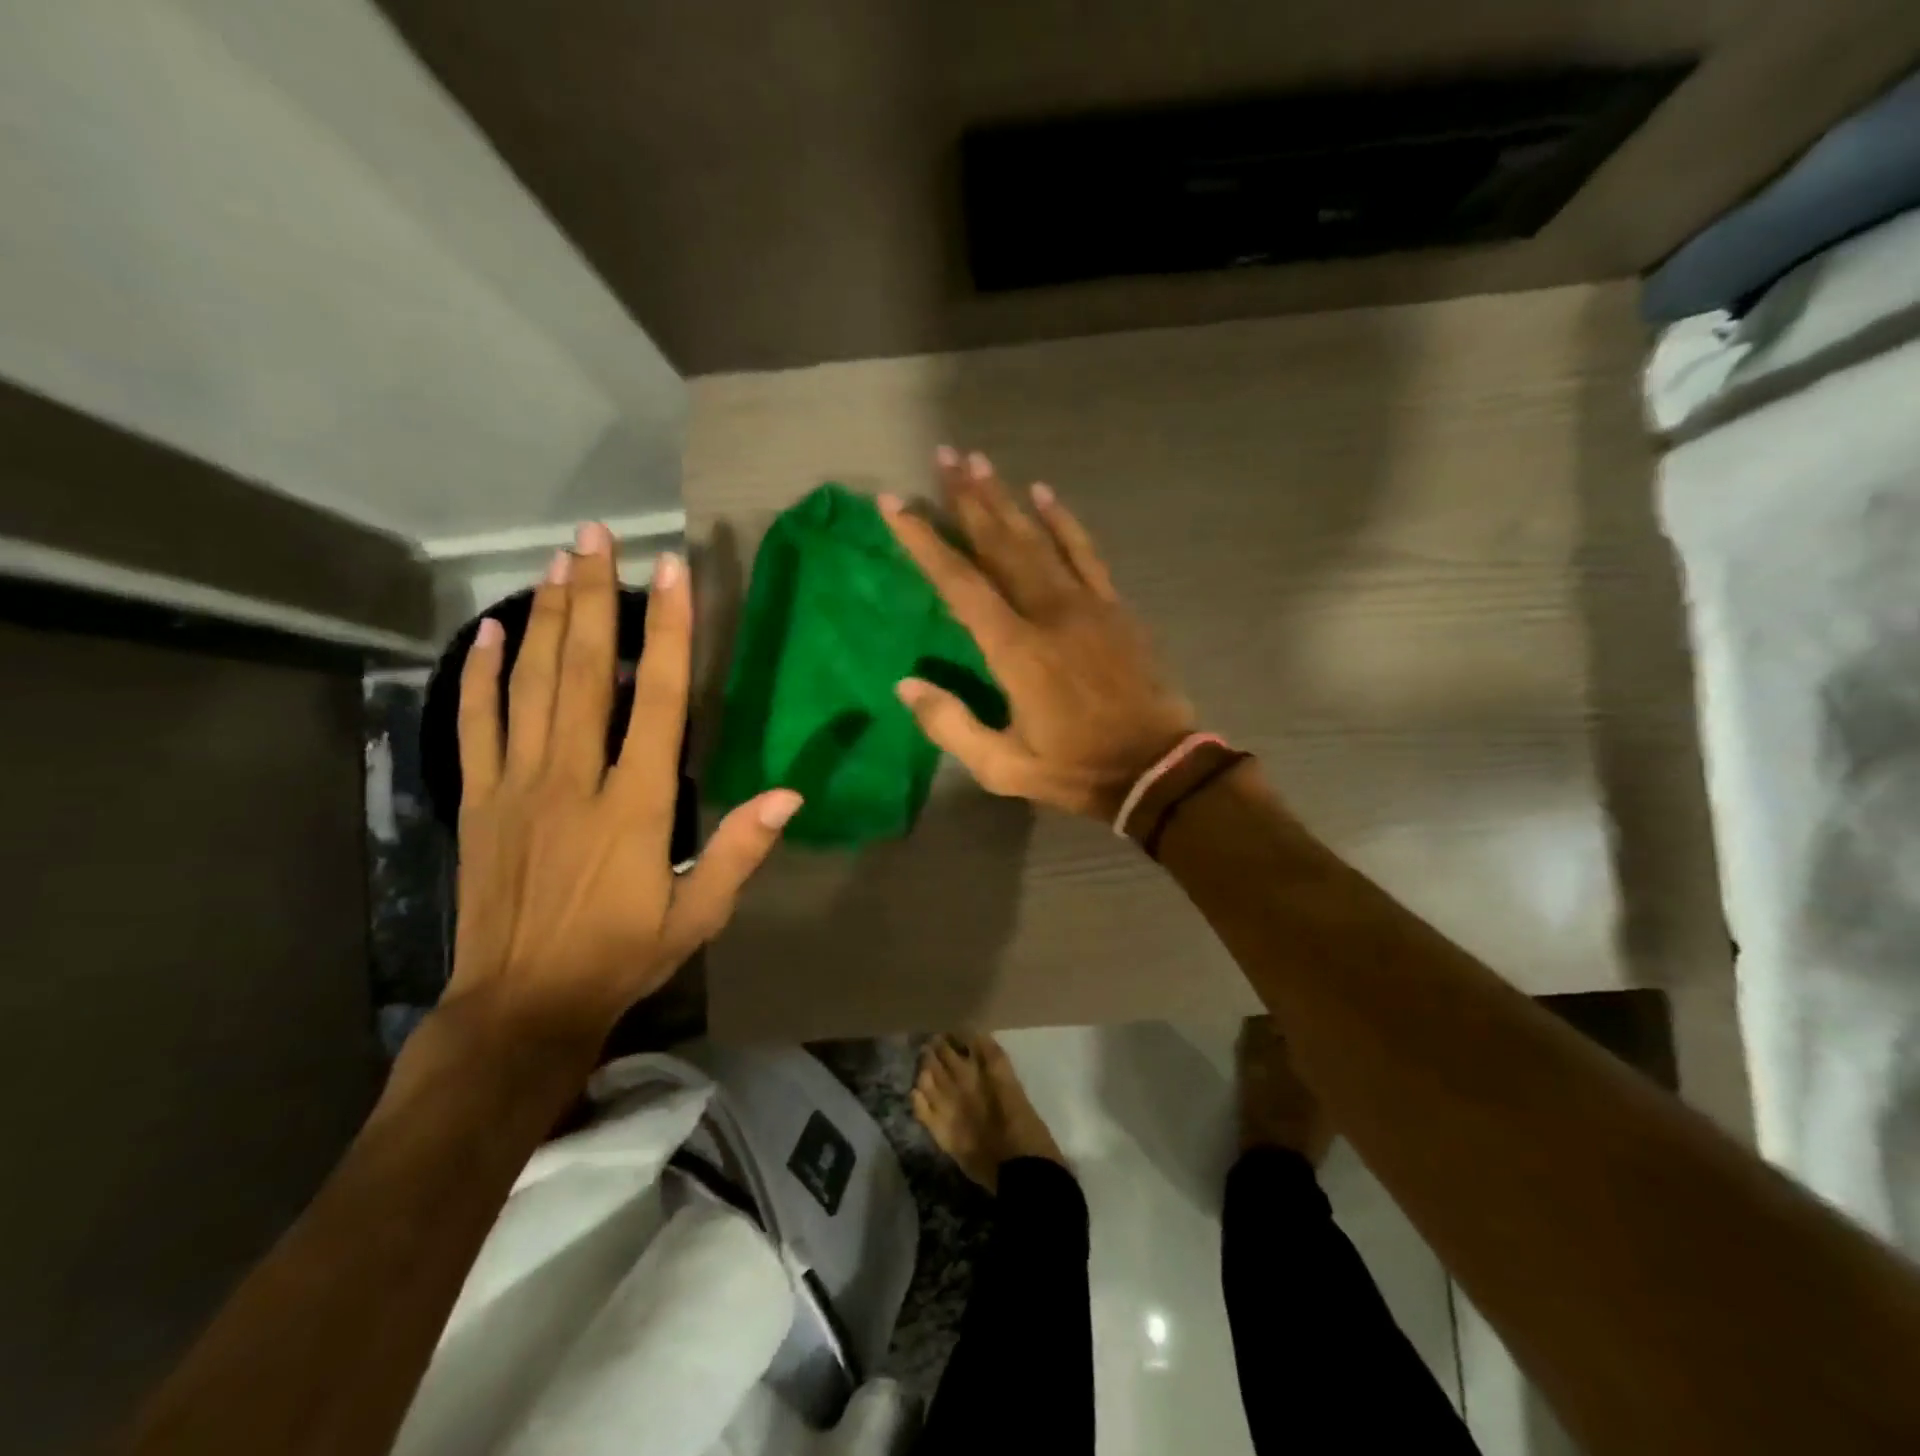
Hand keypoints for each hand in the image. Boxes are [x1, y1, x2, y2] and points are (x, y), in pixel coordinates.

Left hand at [444, 524, 800, 1052]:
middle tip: (597, 536)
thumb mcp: (697, 916)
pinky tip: (490, 632)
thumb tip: (791, 794)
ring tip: (558, 560)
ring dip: (546, 617)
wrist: (520, 1006)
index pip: (656, 700)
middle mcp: (573, 779)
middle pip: (583, 672)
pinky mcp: (477, 801)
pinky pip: (475, 724)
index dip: (666, 632)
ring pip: (531, 685)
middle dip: (595, 598)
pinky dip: (481, 675)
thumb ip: (739, 851)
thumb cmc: (620, 957)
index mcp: (635, 805)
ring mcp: (517, 785)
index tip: (672, 573)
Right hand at [880, 448, 1194, 821]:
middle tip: (943, 455)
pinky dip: (1064, 521)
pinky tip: (1045, 493)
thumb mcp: (1003, 767)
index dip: (924, 542)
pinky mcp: (1115, 608)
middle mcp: (1048, 613)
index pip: (959, 584)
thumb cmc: (1076, 770)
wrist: (1156, 769)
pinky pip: (1086, 552)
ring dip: (1006, 499)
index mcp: (1015, 650)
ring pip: (1039, 539)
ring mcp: (1087, 605)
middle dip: (968, 499)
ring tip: (980, 462)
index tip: (895, 505)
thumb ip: (951, 725)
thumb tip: (906, 685)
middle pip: (999, 544)